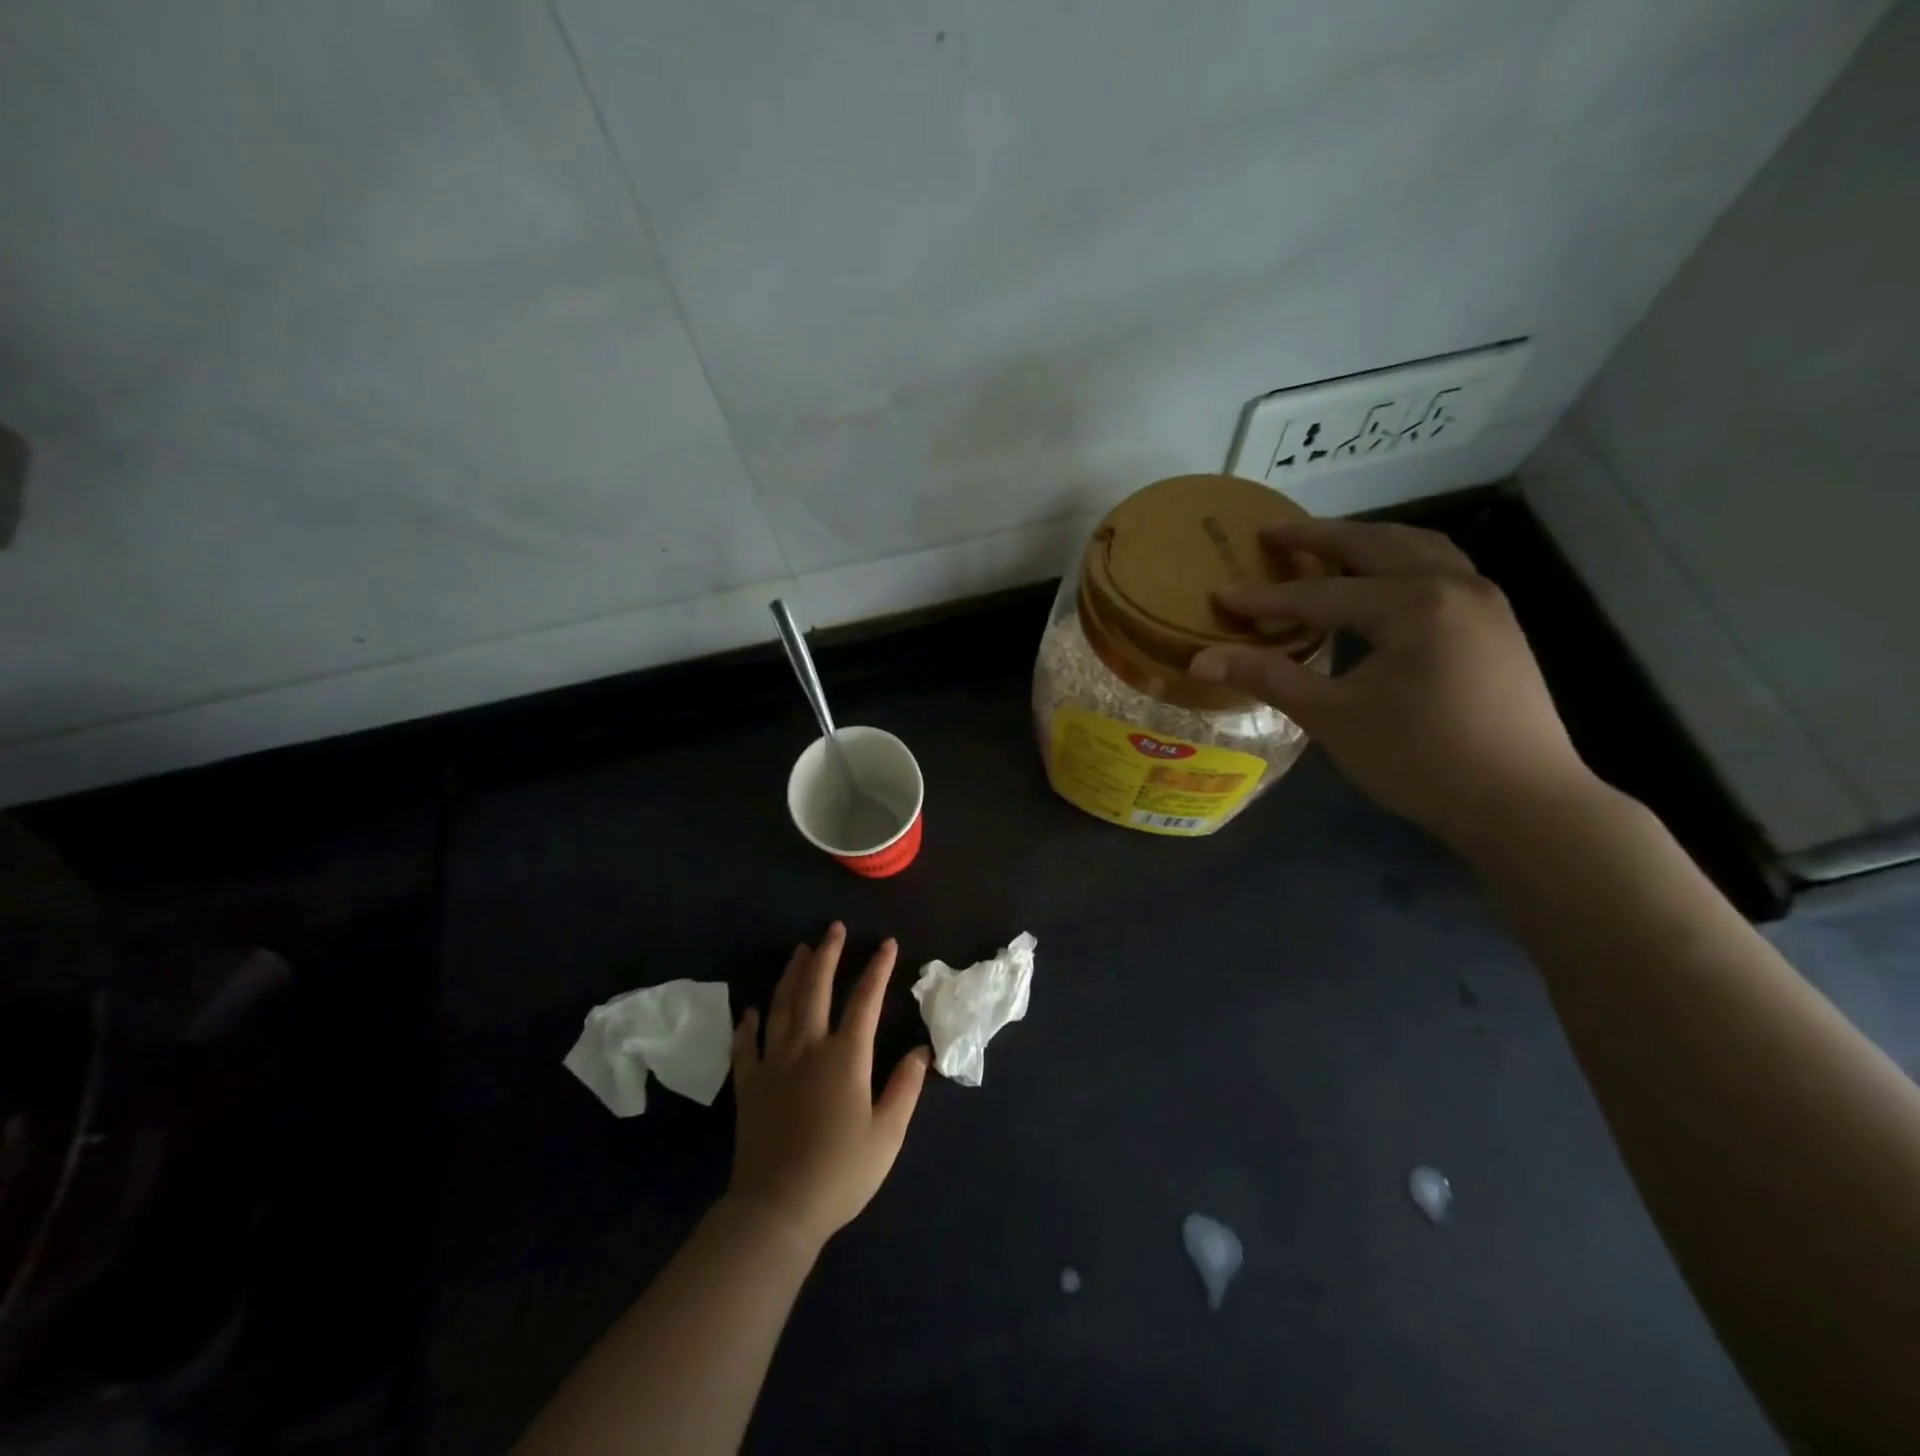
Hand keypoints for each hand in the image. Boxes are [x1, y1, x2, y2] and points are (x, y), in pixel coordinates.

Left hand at [727, 924, 930, 1252]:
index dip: (878, 968)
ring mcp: (774, 1062)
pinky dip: (749, 1024)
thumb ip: (905, 1087)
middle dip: (828, 954)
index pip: (866, 1000)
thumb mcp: (888, 1133)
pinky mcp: (749, 1084)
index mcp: (845, 1056)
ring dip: (792, 974)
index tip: (886, 943)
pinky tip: (752, 1010)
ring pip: (782, 1005)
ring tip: (801, 949)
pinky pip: (746, 1045)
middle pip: (816, 988)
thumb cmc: (841, 1172)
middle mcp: (808, 1047)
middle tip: (834, 928)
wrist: (778, 1208)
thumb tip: (923, 1050)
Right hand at [1190, 518, 1595, 851]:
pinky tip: (1383, 583)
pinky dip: (1401, 561)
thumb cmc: (1420, 759)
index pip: (1320, 594)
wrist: (1523, 804)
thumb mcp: (1333, 717)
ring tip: (1327, 546)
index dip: (1266, 598)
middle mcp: (1453, 586)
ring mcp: (1485, 602)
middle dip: (1320, 538)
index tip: (1221, 595)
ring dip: (1367, 540)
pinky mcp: (1498, 625)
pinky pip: (1441, 570)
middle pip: (1375, 545)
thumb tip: (1201, 661)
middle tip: (1272, 533)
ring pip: (1418, 549)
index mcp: (1412, 604)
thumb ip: (1269, 678)